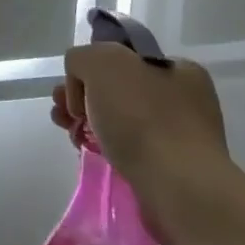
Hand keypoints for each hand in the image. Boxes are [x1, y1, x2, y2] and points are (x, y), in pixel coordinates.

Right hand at [50, 44, 235, 244]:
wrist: (179, 187)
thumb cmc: (142, 118)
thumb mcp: (101, 62)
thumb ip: (82, 58)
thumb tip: (81, 85)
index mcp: (177, 68)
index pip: (121, 56)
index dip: (90, 69)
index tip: (73, 89)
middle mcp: (182, 98)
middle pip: (115, 88)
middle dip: (82, 97)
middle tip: (62, 111)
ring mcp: (177, 134)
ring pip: (117, 118)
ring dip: (87, 122)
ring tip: (69, 133)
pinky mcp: (168, 167)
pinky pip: (126, 147)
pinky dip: (103, 147)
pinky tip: (87, 150)